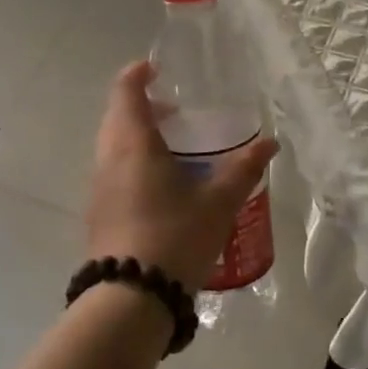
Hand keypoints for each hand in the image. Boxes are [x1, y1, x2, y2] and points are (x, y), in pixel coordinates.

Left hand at [86, 60, 277, 290]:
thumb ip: (244, 168)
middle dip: (145, 107)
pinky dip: (134, 163)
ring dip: (139, 137)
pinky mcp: (98, 214)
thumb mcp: (218, 202)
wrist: (130, 299)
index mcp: (132, 144)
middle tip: (178, 113)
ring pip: (114, 146)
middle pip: (118, 117)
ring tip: (177, 152)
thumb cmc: (175, 237)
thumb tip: (269, 143)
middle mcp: (108, 159)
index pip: (125, 91)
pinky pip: (114, 172)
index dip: (138, 74)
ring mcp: (98, 188)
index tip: (158, 69)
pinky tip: (164, 188)